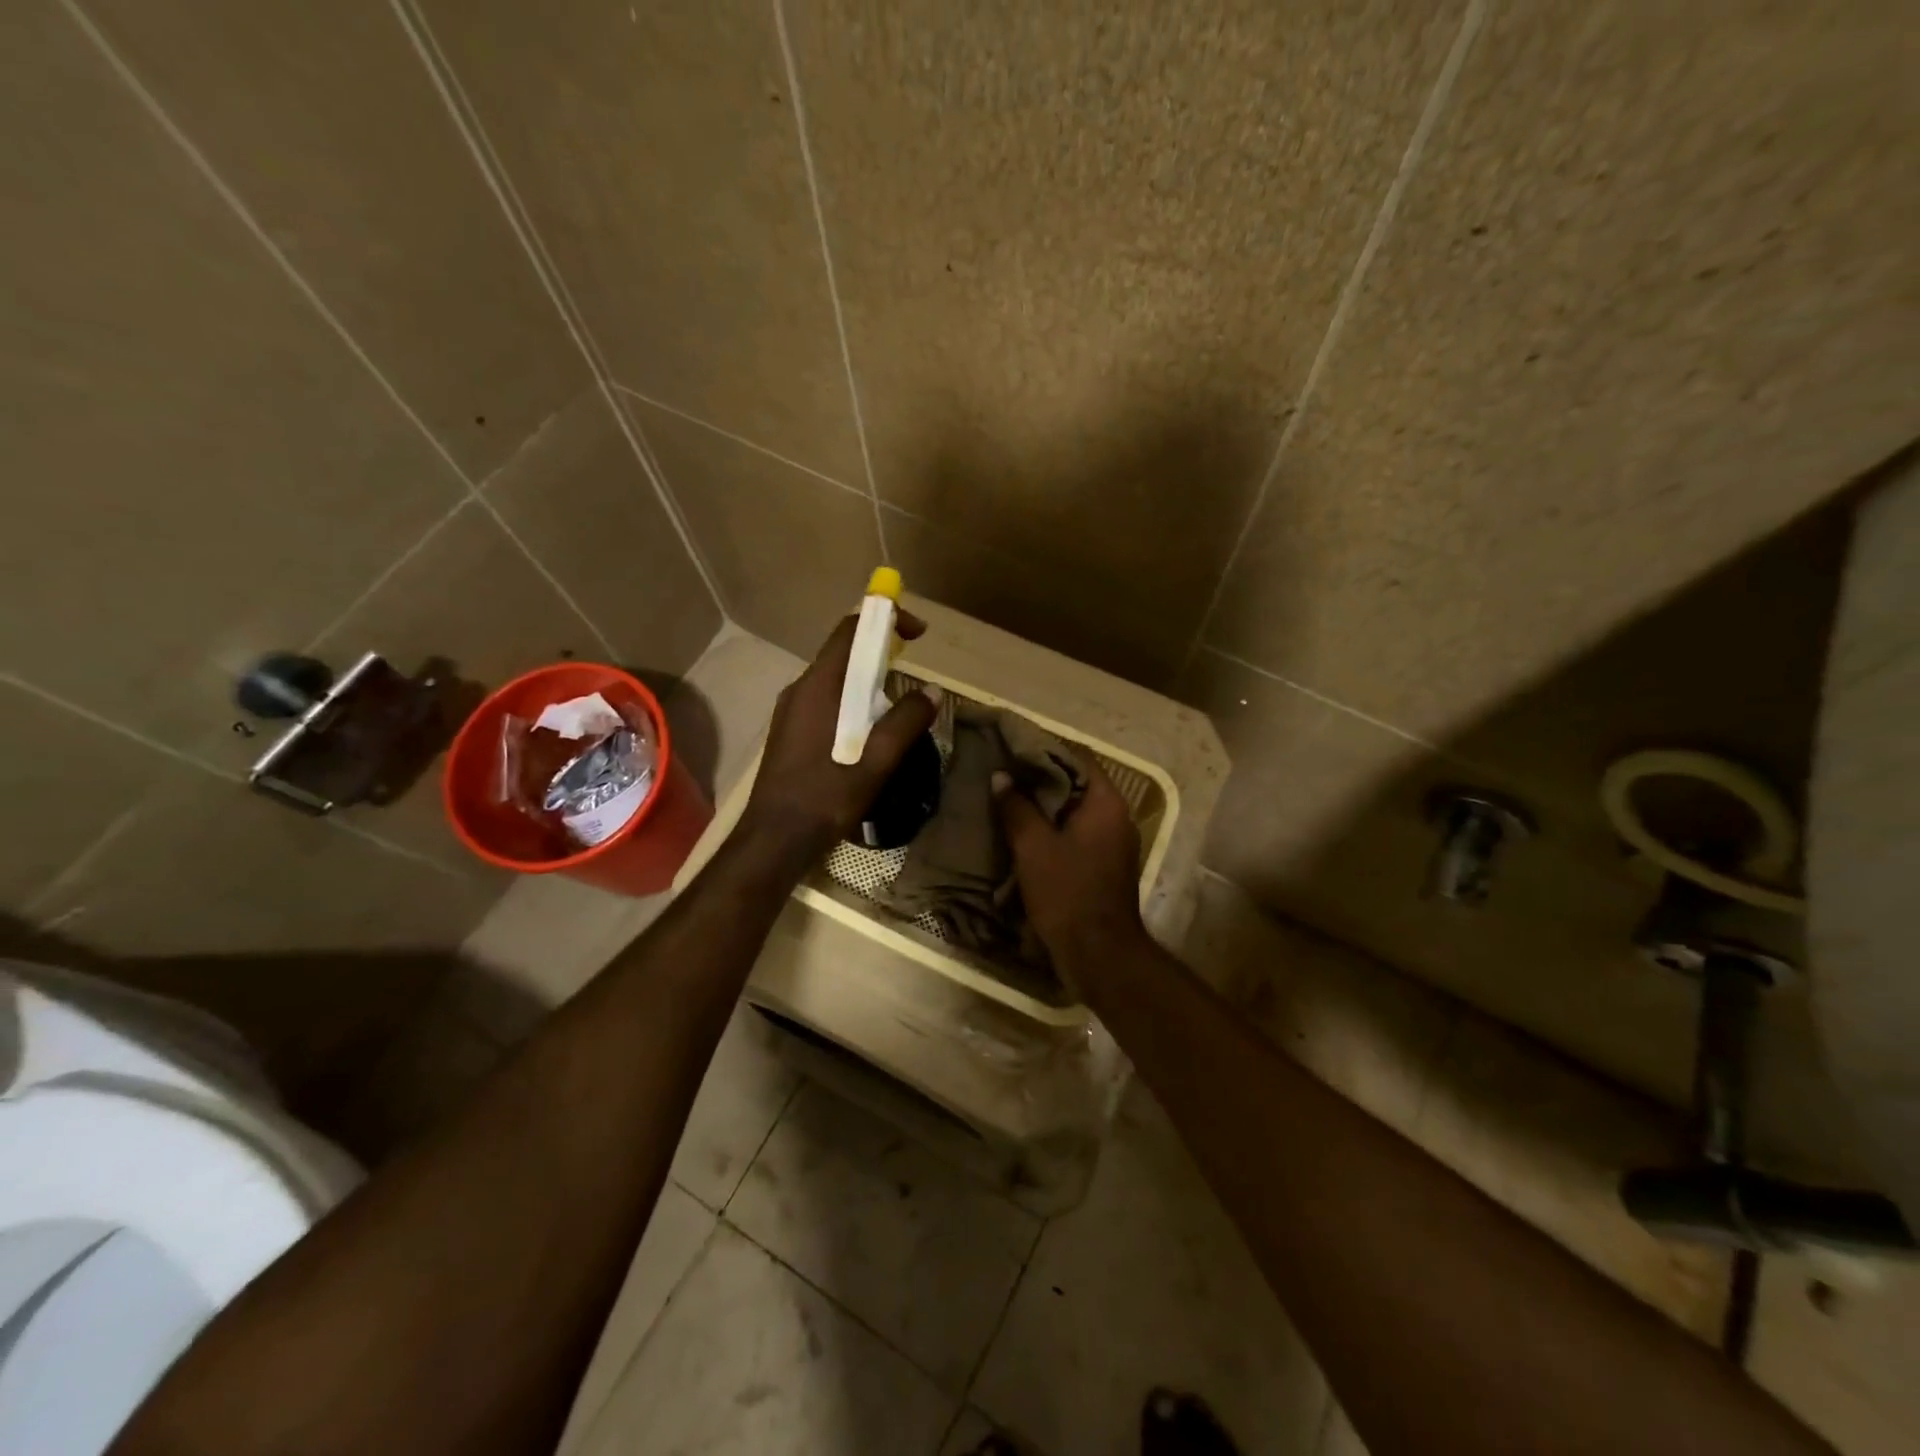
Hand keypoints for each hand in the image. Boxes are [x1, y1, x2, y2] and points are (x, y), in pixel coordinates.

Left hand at [739, 611, 938, 866]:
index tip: (918, 633)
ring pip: (835, 680)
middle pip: (843, 653)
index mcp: (818, 687)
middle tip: (913, 669)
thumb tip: (931, 691)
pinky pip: (827, 701)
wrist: (774, 839)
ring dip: (868, 681)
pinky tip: (869, 732)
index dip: (885, 620)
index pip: (850, 632)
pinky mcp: (791, 731)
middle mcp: (800, 690)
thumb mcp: (876, 762)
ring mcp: (792, 711)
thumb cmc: (824, 798)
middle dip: (881, 652)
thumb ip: (905, 723)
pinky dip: (853, 701)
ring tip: (897, 705)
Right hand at [994, 761, 1149, 986]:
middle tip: (1003, 775)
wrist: (1098, 954)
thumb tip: (1001, 777)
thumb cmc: (1068, 892)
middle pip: (1076, 784)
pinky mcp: (1104, 866)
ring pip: (1074, 812)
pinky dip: (1053, 830)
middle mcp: (1116, 817)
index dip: (1043, 751)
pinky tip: (1023, 834)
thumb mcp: (1033, 847)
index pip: (1076, 758)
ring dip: (1044, 807)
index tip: (1011, 749)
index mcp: (1106, 803)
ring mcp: (1113, 843)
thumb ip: (1016, 807)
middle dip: (1040, 779)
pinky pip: (1077, 835)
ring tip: (1008, 801)